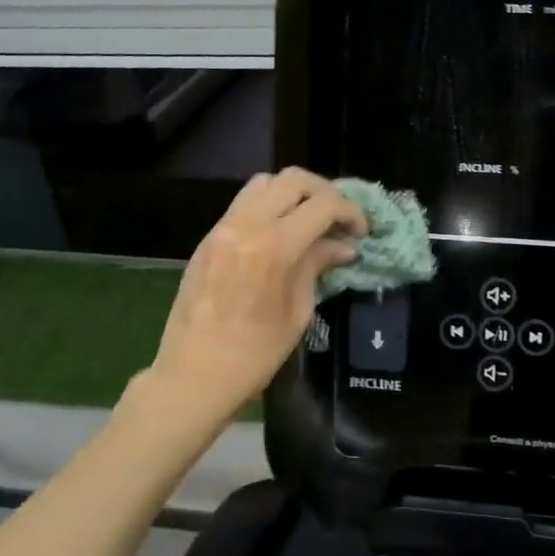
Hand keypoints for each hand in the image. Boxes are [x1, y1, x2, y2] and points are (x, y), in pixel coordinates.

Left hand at [148, 168, 365, 418]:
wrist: (192, 376)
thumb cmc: (253, 355)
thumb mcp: (297, 312)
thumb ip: (317, 266)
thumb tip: (344, 246)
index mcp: (273, 247)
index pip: (323, 204)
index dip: (350, 211)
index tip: (361, 231)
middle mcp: (245, 225)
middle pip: (293, 179)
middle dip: (325, 192)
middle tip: (339, 218)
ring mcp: (222, 228)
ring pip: (265, 182)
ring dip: (294, 193)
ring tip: (310, 220)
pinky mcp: (208, 238)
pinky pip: (244, 203)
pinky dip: (270, 205)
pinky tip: (281, 233)